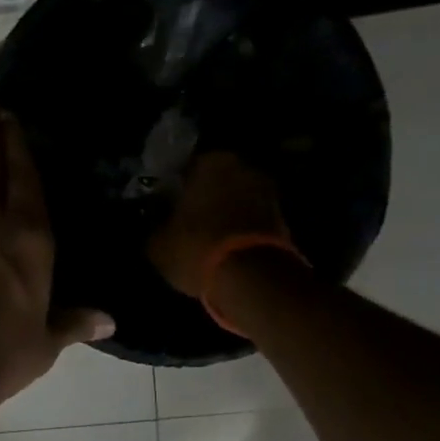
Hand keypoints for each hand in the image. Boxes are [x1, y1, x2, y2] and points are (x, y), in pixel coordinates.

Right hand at [147, 151, 290, 296]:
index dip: (174, 186)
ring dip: (224, 212)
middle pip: (216, 180)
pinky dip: (240, 228)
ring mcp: (268, 192)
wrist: (252, 279)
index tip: (165, 204)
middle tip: (186, 219)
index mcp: (211, 161)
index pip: (185, 167)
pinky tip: (225, 247)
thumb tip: (156, 224)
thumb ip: (156, 226)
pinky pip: (252, 219)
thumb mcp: (158, 243)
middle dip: (203, 196)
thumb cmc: (196, 248)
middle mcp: (243, 167)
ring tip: (206, 237)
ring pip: (236, 199)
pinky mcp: (283, 219)